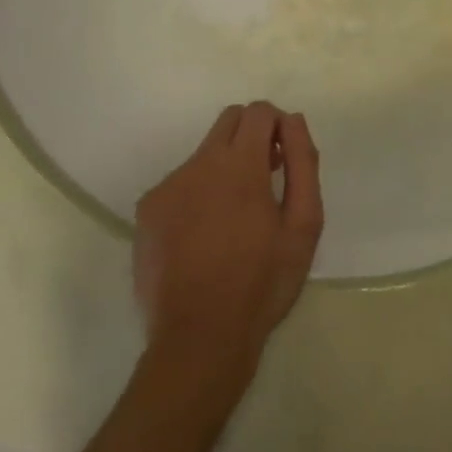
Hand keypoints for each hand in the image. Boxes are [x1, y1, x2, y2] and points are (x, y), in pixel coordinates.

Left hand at [134, 102, 322, 375]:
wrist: (199, 339)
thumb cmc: (263, 282)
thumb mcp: (304, 224)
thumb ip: (303, 162)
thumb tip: (292, 121)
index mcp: (240, 164)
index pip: (258, 111)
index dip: (277, 124)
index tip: (283, 156)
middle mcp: (199, 163)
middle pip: (229, 121)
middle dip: (252, 136)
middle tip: (266, 177)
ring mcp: (168, 186)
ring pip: (204, 154)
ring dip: (224, 168)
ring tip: (234, 219)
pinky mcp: (147, 211)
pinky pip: (180, 184)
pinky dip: (198, 194)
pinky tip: (205, 236)